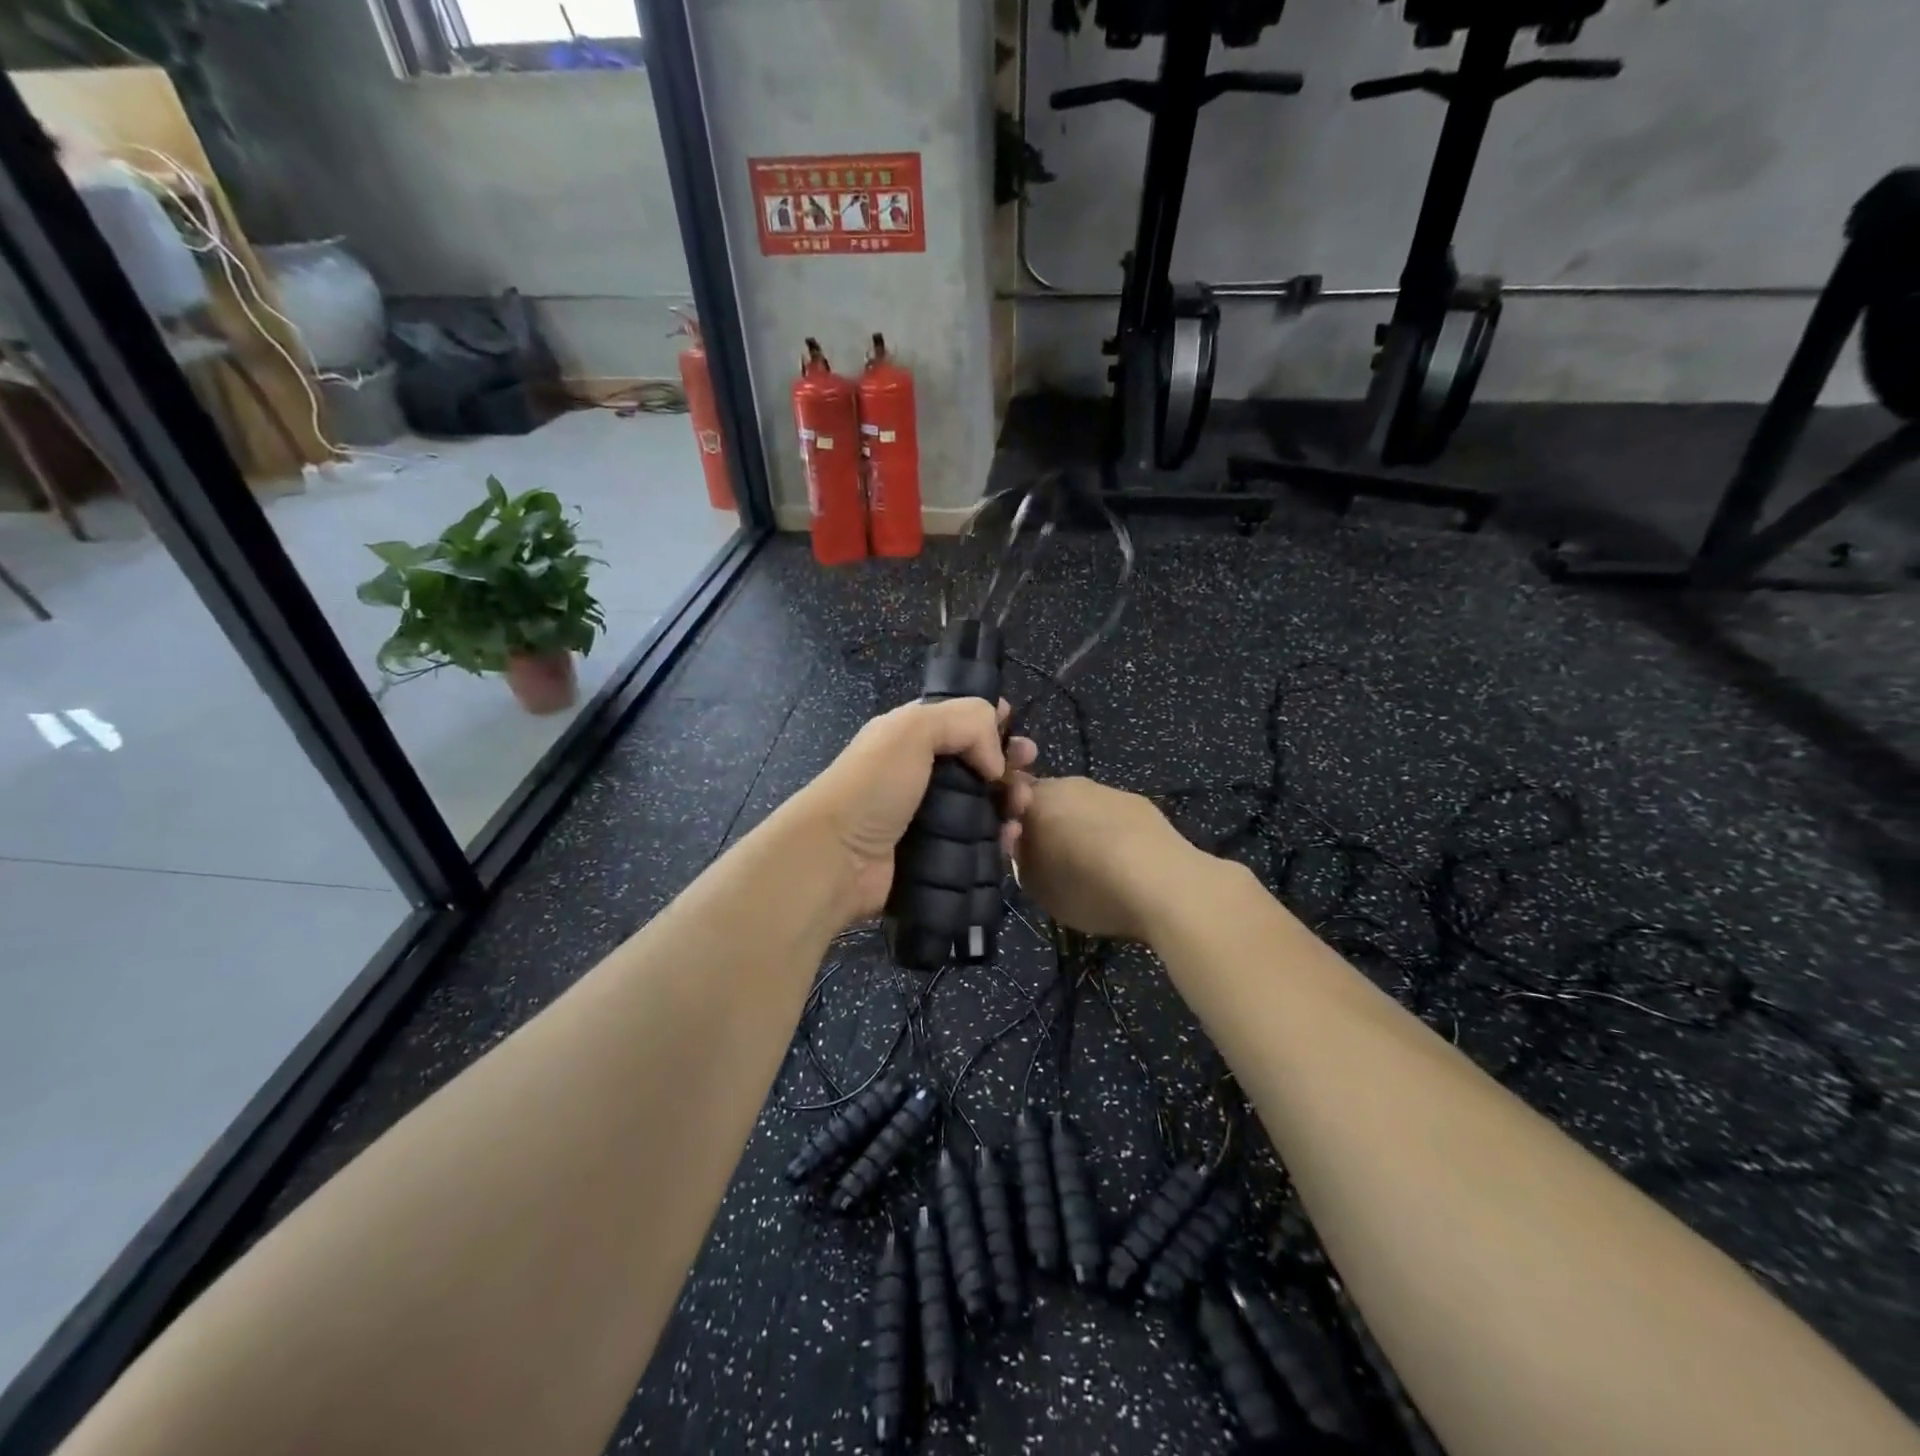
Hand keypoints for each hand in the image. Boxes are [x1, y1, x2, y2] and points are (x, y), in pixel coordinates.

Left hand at [799, 698, 1038, 921]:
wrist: (837, 859)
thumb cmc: (873, 786)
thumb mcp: (912, 730)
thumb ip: (964, 722)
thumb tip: (995, 762)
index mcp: (912, 736)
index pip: (960, 720)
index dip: (992, 721)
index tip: (1017, 730)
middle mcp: (922, 772)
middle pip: (979, 762)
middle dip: (1009, 762)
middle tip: (1029, 768)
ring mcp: (930, 816)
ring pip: (984, 803)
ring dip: (1010, 800)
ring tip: (1021, 806)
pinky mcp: (938, 854)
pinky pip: (979, 842)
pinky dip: (1000, 838)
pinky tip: (1011, 838)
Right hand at [1013, 777, 1198, 941]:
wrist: (1163, 885)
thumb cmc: (1087, 886)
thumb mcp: (1034, 885)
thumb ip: (1020, 858)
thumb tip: (1021, 842)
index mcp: (1037, 798)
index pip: (1010, 798)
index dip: (1011, 823)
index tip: (1018, 851)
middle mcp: (1071, 783)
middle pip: (1048, 799)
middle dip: (1047, 824)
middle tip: (1052, 863)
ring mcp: (1110, 791)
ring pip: (1083, 807)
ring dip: (1081, 829)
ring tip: (1092, 868)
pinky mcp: (1142, 804)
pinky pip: (1113, 817)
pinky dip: (1112, 834)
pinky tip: (1123, 864)